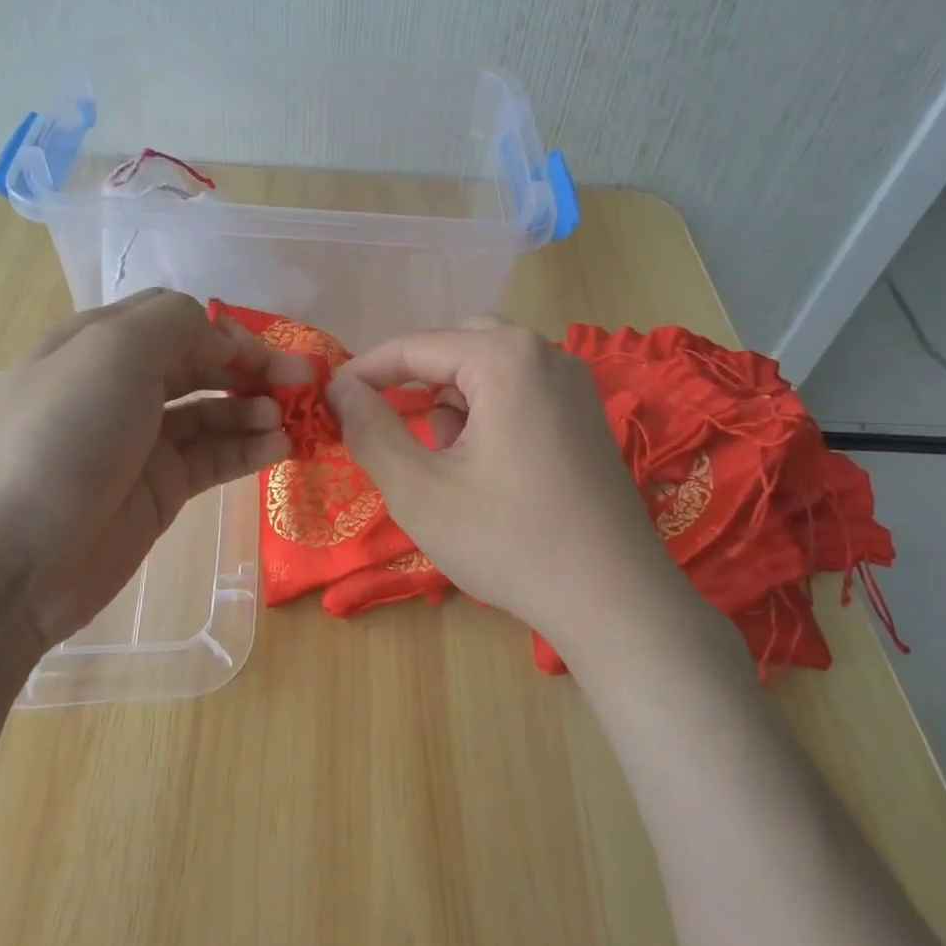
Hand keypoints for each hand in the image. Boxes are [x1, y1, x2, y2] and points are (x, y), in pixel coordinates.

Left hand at [0, 290, 292, 652]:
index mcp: (101, 343)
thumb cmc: (61, 434)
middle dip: (252, 369)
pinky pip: (214, 457)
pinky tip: (279, 448)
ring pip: (213, 412)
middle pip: (201, 364)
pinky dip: (248, 448)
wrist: (7, 556)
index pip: (179, 320)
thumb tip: (222, 342)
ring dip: (254, 409)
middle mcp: (122, 387)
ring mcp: (142, 442)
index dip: (227, 332)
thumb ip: (176, 324)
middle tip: (302, 385)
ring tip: (287, 422)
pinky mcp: (159, 490)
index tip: (265, 356)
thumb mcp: (113, 350)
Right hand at [327, 318, 681, 652]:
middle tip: (397, 432)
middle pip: (458, 346)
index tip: (332, 400)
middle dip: (419, 383)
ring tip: (449, 465)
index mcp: (506, 358)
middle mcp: (547, 354)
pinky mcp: (587, 416)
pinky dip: (489, 415)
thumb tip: (341, 389)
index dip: (367, 371)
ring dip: (455, 402)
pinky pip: (521, 392)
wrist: (614, 601)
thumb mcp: (420, 490)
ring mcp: (575, 384)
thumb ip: (370, 430)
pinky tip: (488, 470)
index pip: (416, 345)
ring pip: (490, 370)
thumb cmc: (509, 541)